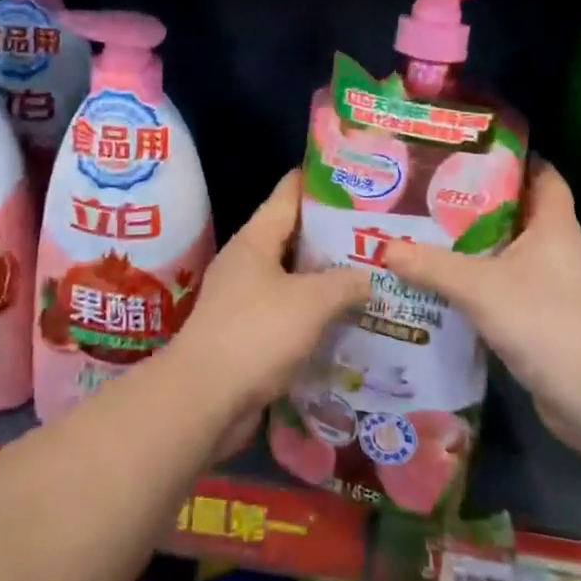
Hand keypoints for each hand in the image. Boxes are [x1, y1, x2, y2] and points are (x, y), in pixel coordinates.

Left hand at [167, 170, 369, 455]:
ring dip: (326, 280)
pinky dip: (313, 316)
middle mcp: (247, 262)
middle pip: (294, 237)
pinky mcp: (247, 335)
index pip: (289, 193)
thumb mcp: (311, 302)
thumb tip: (369, 276)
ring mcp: (244, 299)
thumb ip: (345, 283)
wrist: (204, 400)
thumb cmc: (256, 333)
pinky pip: (288, 314)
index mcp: (256, 239)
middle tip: (376, 235)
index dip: (320, 182)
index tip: (356, 180)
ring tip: (370, 278)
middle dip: (332, 236)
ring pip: (293, 279)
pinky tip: (346, 323)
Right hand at [385, 159, 580, 448]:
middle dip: (483, 200)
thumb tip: (385, 248)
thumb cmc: (542, 320)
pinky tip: (450, 281)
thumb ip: (431, 265)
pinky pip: (512, 281)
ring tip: (435, 231)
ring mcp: (558, 283)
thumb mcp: (477, 287)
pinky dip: (485, 277)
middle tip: (438, 190)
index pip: (544, 175)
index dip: (514, 160)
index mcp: (555, 225)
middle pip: (522, 210)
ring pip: (514, 248)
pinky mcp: (549, 313)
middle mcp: (560, 247)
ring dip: (481, 242)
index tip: (474, 153)